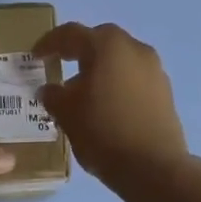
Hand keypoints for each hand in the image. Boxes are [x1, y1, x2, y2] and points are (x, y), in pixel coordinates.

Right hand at [35, 22, 187, 186]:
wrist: (154, 168)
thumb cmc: (103, 132)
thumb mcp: (67, 114)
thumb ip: (54, 96)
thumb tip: (50, 89)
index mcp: (107, 46)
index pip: (71, 34)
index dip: (49, 43)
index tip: (35, 56)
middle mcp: (135, 49)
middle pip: (100, 41)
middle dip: (78, 50)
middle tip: (60, 64)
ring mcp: (154, 69)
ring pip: (120, 59)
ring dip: (100, 67)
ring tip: (83, 90)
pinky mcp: (165, 91)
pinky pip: (134, 77)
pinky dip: (117, 82)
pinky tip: (106, 105)